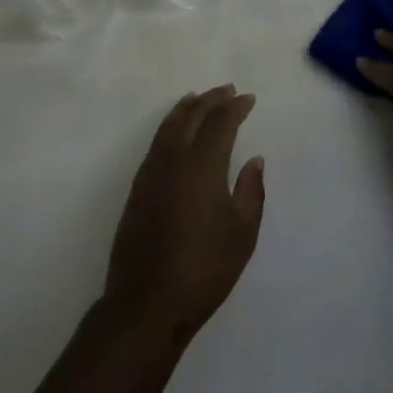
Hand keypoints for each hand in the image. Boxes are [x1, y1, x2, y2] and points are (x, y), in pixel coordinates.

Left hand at [103, 85, 264, 344]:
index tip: (249, 99)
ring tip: (200, 98)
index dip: (235, 107)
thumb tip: (254, 159)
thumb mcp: (242, 234)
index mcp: (202, 165)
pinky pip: (158, 140)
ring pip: (170, 124)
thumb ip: (251, 191)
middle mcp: (174, 158)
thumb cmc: (204, 269)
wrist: (147, 302)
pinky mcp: (138, 186)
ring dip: (188, 107)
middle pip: (192, 115)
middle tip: (228, 90)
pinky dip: (171, 124)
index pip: (220, 122)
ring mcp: (151, 170)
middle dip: (211, 99)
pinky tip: (176, 130)